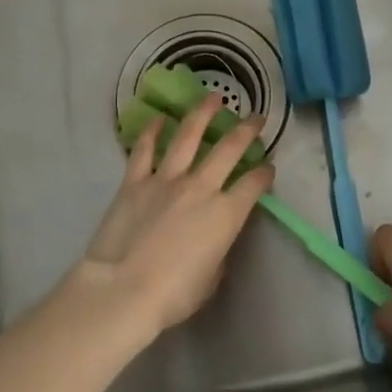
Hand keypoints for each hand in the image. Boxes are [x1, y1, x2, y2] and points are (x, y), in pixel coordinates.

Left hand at [78, 97, 275, 335]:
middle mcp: (201, 187)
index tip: (268, 168)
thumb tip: (214, 240)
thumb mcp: (211, 279)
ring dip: (203, 113)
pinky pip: (146, 149)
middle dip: (247, 130)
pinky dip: (152, 131)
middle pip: (229, 148)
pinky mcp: (135, 181)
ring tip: (213, 97)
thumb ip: (218, 251)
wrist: (123, 290)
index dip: (264, 174)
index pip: (254, 184)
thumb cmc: (173, 294)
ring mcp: (167, 179)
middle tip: (256, 118)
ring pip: (189, 135)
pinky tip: (159, 118)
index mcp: (226, 214)